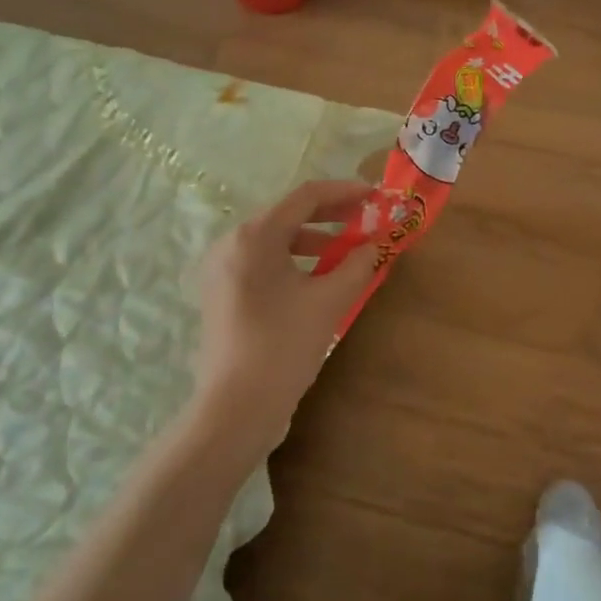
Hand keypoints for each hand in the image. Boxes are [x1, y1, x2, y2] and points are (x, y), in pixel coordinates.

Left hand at [192, 180, 376, 455]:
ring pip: (276, 240)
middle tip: (367, 220)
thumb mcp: (329, 302)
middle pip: (289, 214)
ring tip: (349, 252)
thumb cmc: (283, 346)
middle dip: (332, 216)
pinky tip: (320, 278)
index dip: (345, 192)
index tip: (377, 196)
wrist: (236, 408)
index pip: (306, 196)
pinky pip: (265, 262)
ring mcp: (223, 270)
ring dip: (316, 240)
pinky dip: (295, 261)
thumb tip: (377, 245)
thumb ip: (357, 265)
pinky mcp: (223, 293)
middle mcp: (231, 244)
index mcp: (254, 236)